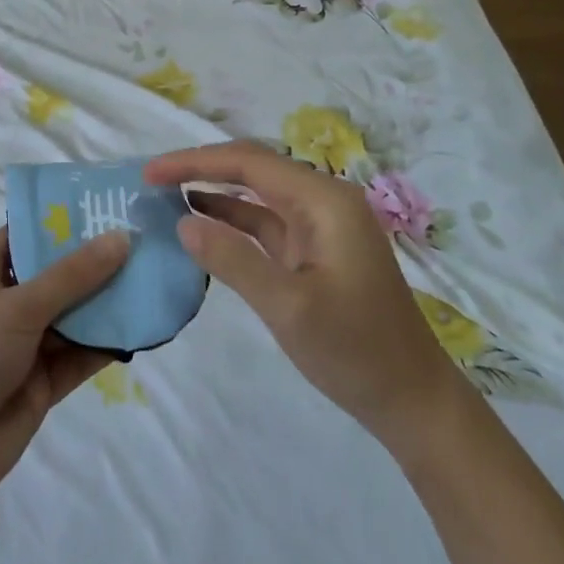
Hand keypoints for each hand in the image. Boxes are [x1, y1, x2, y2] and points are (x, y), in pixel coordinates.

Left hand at [0, 226, 130, 514]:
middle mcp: (5, 302)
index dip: (64, 220)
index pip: (27, 233)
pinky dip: (107, 343)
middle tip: (145, 238)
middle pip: (56, 273)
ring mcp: (24, 344)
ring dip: (107, 301)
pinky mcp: (41, 381)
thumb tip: (121, 237)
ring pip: (73, 314)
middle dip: (95, 260)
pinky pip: (80, 354)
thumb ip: (72, 275)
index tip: (108, 204)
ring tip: (154, 277)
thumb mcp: (18, 306)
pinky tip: (143, 328)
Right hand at [146, 141, 463, 451]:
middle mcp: (323, 200)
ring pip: (255, 193)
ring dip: (213, 190)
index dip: (194, 161)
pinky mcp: (314, 249)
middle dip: (200, 168)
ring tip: (165, 194)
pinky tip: (199, 221)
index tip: (149, 172)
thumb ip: (233, 260)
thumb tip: (182, 222)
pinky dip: (231, 219)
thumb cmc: (356, 351)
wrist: (414, 402)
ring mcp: (319, 224)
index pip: (247, 163)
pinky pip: (264, 221)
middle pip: (251, 168)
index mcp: (324, 200)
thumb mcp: (288, 307)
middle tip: (151, 179)